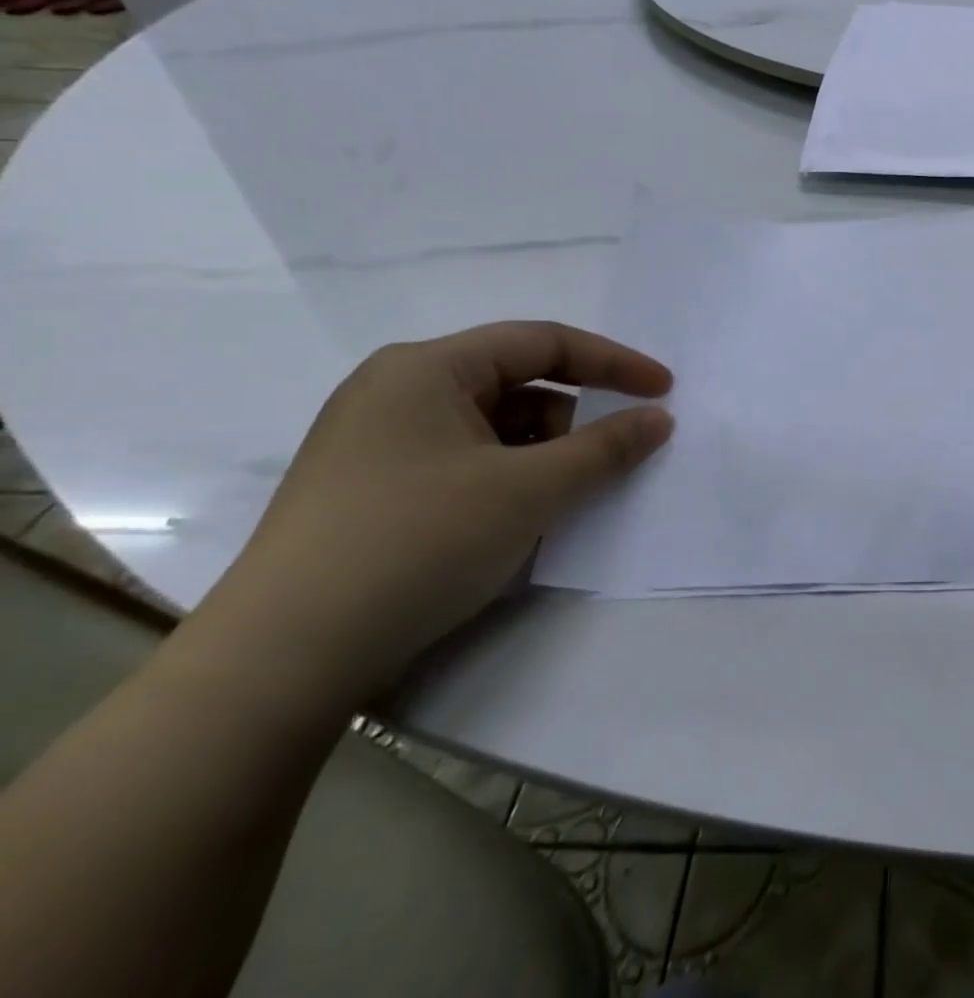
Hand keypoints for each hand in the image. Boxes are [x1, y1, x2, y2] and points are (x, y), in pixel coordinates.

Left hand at [202, 322, 673, 702]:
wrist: (277, 664)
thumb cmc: (415, 544)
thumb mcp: (529, 490)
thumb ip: (607, 447)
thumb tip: (660, 418)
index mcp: (427, 368)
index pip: (543, 342)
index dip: (614, 362)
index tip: (664, 391)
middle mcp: (396, 391)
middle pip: (517, 383)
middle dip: (573, 418)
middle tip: (607, 460)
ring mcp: (377, 442)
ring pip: (491, 426)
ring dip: (541, 454)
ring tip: (559, 500)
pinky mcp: (370, 489)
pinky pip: (463, 461)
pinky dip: (506, 478)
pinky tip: (516, 520)